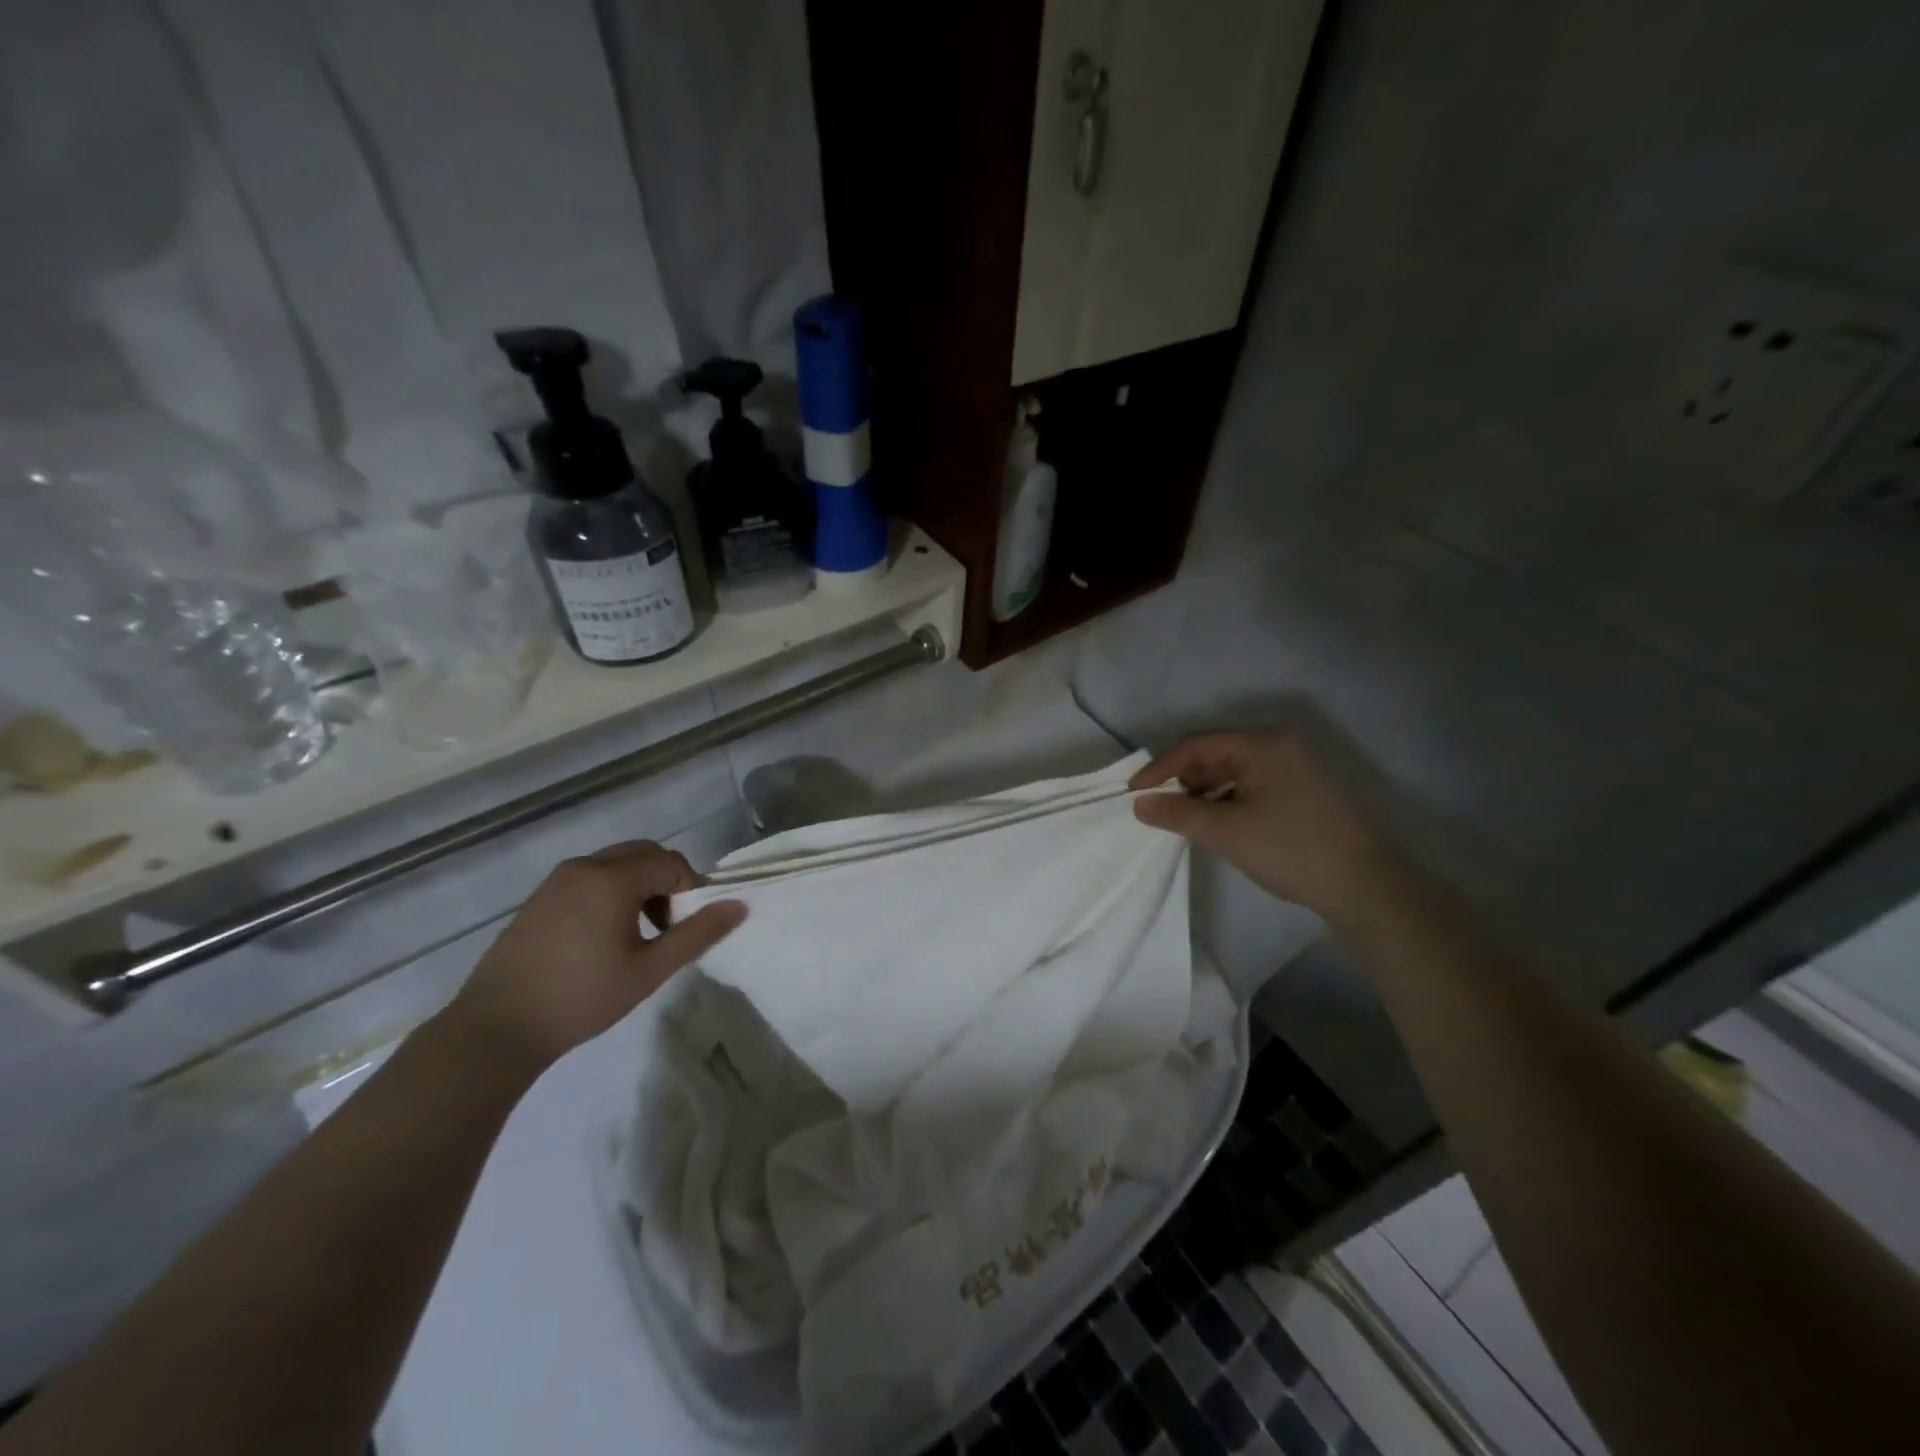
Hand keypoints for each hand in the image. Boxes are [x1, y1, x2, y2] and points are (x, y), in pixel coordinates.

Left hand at [446, 841, 745, 1072]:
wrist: (496, 1029)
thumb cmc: (581, 997)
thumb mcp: (649, 970)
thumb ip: (697, 934)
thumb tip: (738, 906)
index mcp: (611, 878)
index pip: (671, 862)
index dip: (692, 888)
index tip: (691, 926)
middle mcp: (584, 867)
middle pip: (644, 854)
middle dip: (667, 881)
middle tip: (669, 926)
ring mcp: (557, 880)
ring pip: (617, 864)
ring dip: (640, 886)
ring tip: (641, 934)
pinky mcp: (540, 898)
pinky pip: (591, 878)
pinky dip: (612, 892)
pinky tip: (606, 937)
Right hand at [1131, 731, 1391, 925]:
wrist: (1364, 887)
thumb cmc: (1290, 849)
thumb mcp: (1226, 831)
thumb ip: (1178, 813)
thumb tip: (1140, 804)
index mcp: (1263, 744)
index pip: (1197, 746)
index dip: (1161, 769)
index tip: (1134, 794)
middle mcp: (1279, 746)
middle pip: (1215, 755)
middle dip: (1184, 782)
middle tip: (1160, 809)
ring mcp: (1294, 768)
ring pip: (1232, 772)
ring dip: (1204, 794)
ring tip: (1186, 821)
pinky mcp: (1301, 791)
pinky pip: (1251, 786)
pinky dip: (1227, 802)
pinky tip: (1217, 825)